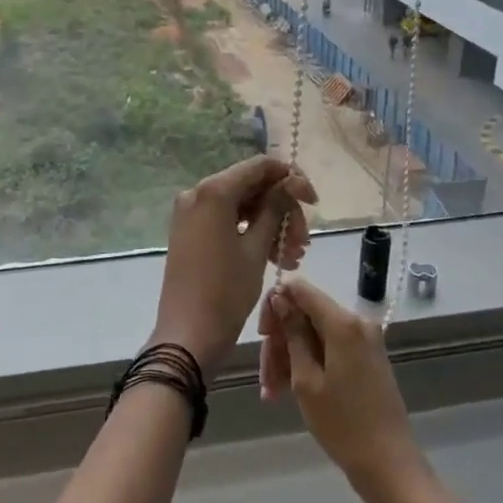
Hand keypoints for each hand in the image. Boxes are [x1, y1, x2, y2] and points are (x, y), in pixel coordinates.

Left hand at [152, 156, 315, 375]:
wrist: (187, 335)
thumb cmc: (225, 291)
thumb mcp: (256, 248)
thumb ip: (275, 209)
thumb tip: (291, 182)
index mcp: (213, 191)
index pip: (260, 166)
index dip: (291, 178)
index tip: (314, 202)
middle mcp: (197, 194)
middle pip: (251, 187)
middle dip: (282, 210)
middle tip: (303, 242)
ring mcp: (191, 214)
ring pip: (242, 207)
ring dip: (271, 226)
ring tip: (292, 257)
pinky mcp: (191, 233)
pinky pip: (227, 222)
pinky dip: (251, 234)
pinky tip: (275, 258)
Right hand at [259, 277, 426, 502]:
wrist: (388, 464)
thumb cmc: (342, 424)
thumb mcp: (306, 379)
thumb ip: (293, 333)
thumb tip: (280, 298)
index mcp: (343, 323)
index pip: (301, 290)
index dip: (276, 304)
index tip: (262, 334)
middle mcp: (357, 322)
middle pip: (306, 315)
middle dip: (280, 341)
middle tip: (265, 376)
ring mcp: (364, 340)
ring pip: (314, 334)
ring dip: (290, 358)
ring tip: (272, 392)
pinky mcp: (366, 357)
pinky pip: (329, 348)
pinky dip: (308, 364)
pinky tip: (287, 391)